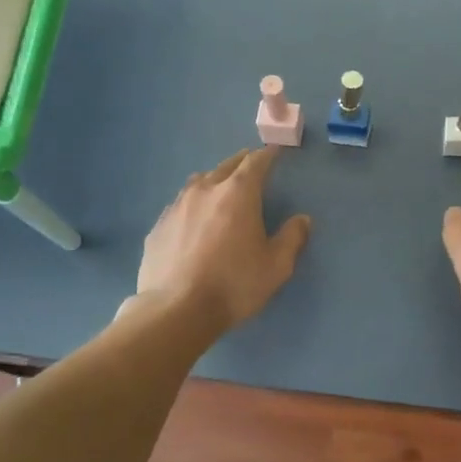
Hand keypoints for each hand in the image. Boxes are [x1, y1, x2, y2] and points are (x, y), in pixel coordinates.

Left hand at [133, 147, 310, 330]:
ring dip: (214, 179)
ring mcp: (177, 207)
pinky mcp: (158, 227)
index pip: (255, 163)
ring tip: (220, 186)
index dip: (267, 155)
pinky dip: (192, 204)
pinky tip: (193, 219)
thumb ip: (292, 238)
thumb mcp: (276, 266)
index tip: (274, 152)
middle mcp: (205, 191)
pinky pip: (179, 205)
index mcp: (238, 194)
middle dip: (241, 162)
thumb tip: (302, 219)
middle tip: (250, 162)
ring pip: (199, 182)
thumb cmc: (233, 284)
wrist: (175, 310)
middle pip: (226, 166)